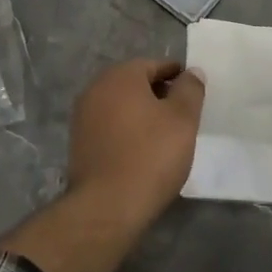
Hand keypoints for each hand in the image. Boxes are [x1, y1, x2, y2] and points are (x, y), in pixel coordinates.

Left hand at [66, 58, 206, 225]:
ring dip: (142, 113)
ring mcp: (83, 117)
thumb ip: (190, 90)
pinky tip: (142, 150)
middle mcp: (96, 89)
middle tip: (183, 113)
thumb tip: (192, 72)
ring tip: (165, 134)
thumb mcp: (182, 119)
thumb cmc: (150, 155)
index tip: (193, 92)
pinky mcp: (79, 143)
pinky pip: (109, 126)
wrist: (107, 206)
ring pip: (120, 106)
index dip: (176, 76)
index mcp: (120, 77)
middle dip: (158, 94)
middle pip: (134, 83)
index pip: (153, 65)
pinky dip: (127, 130)